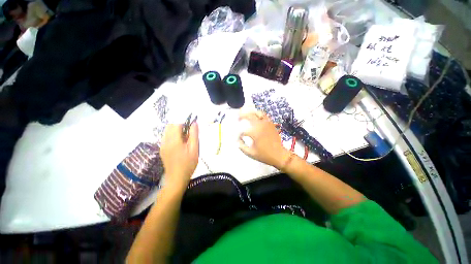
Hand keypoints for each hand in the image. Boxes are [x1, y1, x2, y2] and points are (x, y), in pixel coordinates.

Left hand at [160, 123, 198, 187]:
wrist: (177, 178)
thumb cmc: (188, 164)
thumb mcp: (194, 149)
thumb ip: (194, 135)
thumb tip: (194, 123)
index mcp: (174, 140)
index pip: (177, 124)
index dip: (185, 123)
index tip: (191, 127)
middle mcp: (165, 141)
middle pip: (170, 126)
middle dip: (180, 126)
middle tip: (189, 133)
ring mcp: (162, 145)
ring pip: (167, 131)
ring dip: (176, 131)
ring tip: (185, 139)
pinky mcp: (162, 150)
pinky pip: (166, 137)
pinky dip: (173, 136)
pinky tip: (179, 144)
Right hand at [239, 111, 289, 169]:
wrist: (279, 155)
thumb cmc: (265, 155)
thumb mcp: (251, 153)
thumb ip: (242, 147)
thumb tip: (238, 141)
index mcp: (255, 133)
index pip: (243, 131)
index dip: (239, 135)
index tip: (239, 139)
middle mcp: (261, 126)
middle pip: (250, 116)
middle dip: (242, 116)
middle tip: (238, 118)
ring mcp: (267, 124)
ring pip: (258, 113)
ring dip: (251, 112)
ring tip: (247, 114)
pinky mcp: (271, 124)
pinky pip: (264, 116)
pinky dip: (259, 115)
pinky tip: (256, 118)